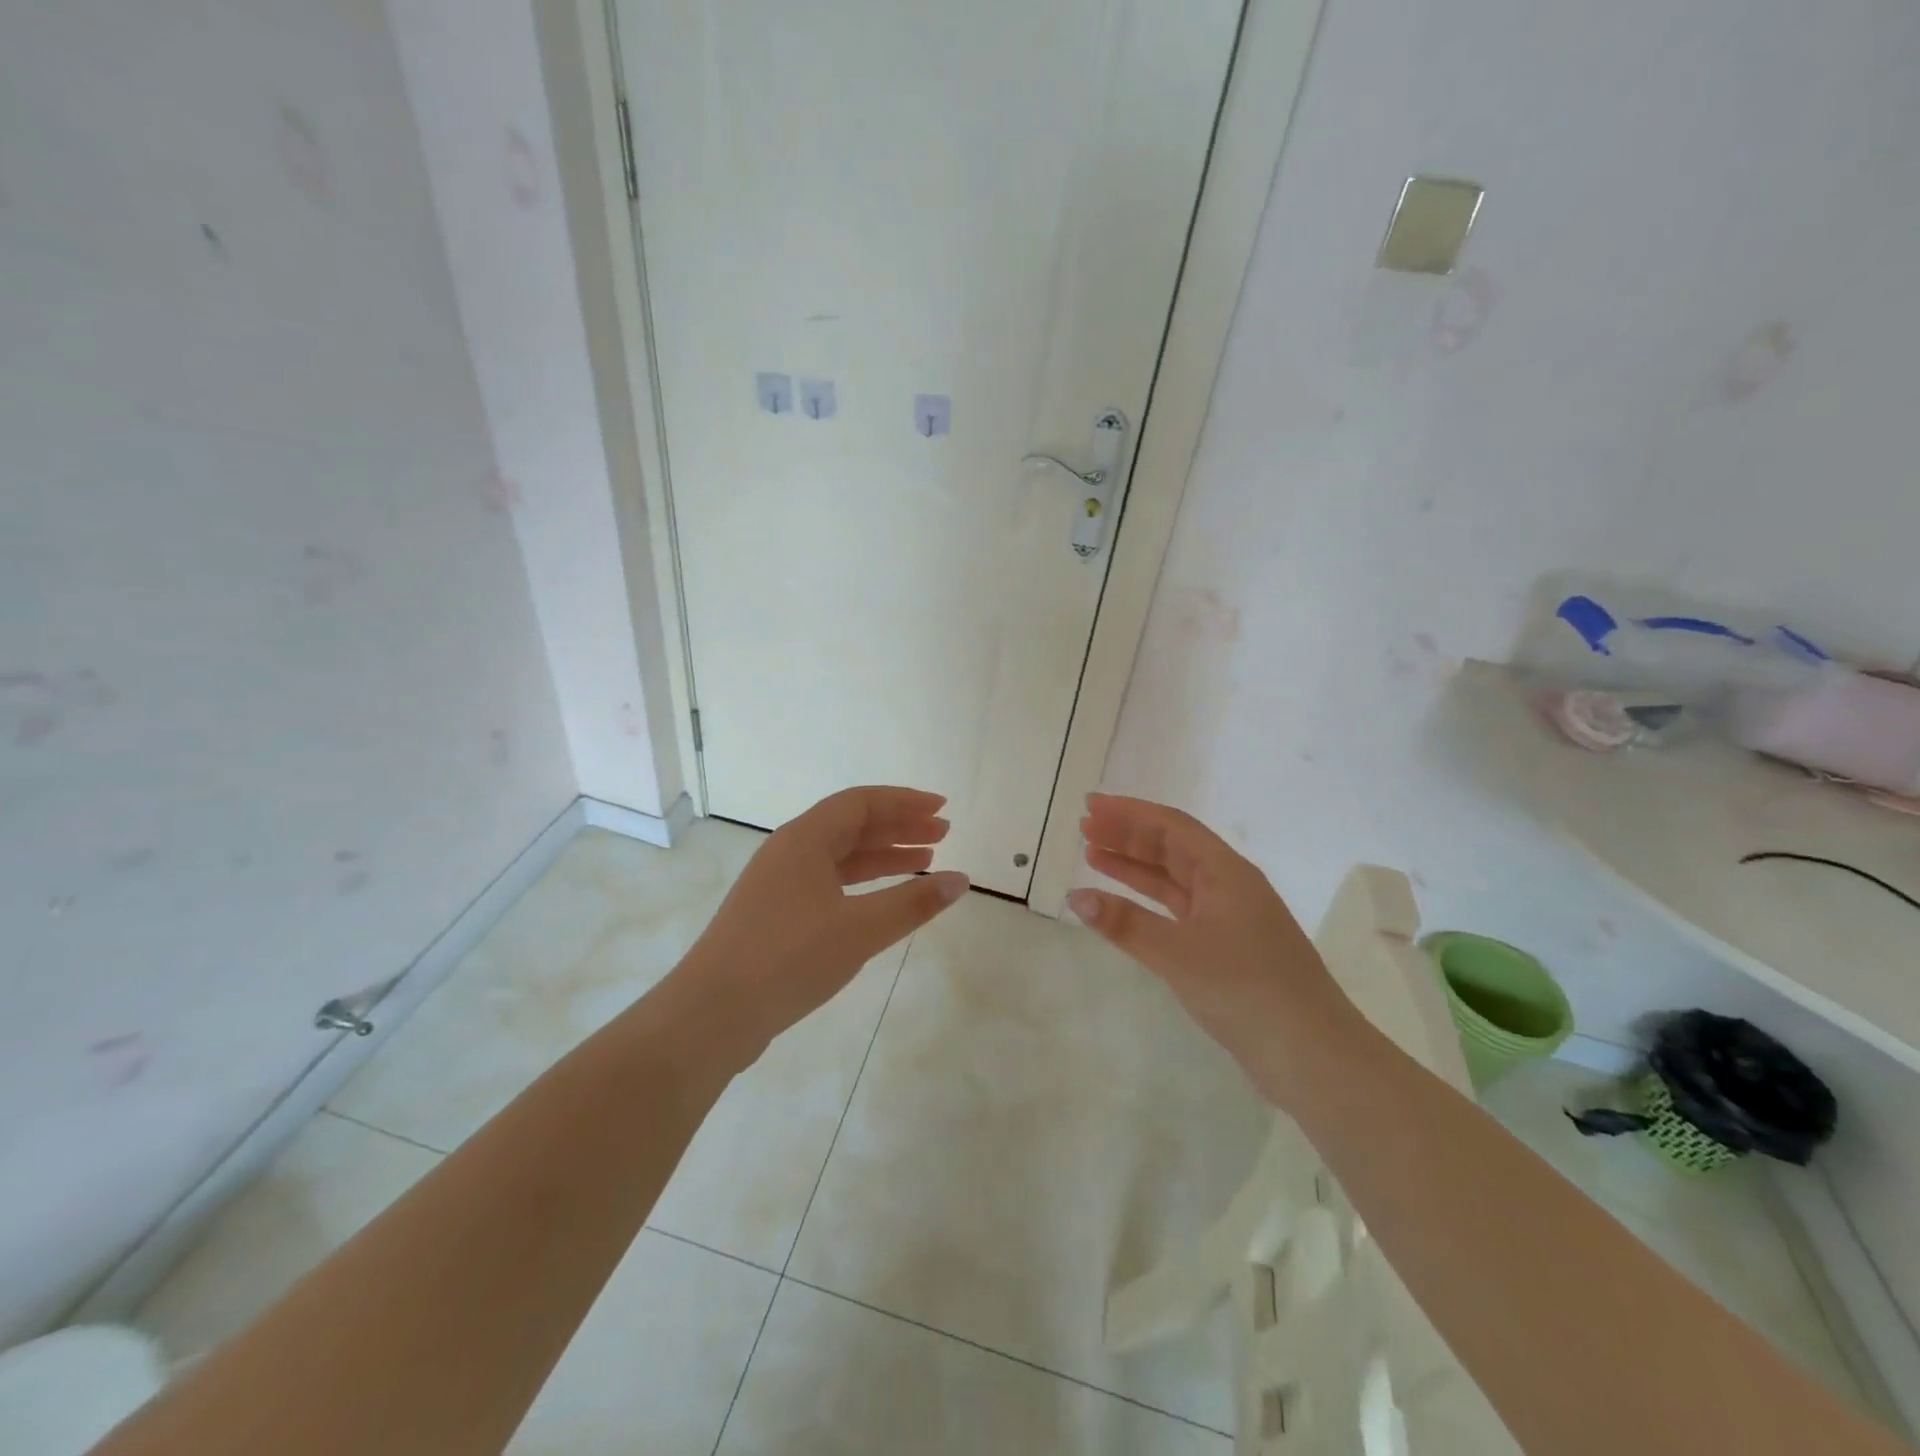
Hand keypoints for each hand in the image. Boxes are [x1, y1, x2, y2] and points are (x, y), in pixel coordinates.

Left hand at [681, 787, 968, 1061]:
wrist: (712, 1013)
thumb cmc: (790, 958)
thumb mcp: (861, 929)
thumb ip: (913, 903)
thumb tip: (960, 880)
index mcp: (805, 839)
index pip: (861, 802)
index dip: (905, 802)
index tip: (942, 808)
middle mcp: (789, 851)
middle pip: (851, 825)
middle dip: (898, 827)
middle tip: (942, 833)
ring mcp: (778, 883)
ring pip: (839, 855)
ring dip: (882, 855)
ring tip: (924, 862)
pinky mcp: (773, 913)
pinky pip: (827, 882)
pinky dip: (860, 883)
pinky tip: (882, 900)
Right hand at [1069, 794, 1355, 1102]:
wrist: (1312, 1055)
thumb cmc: (1246, 990)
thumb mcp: (1178, 953)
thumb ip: (1125, 923)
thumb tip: (1076, 897)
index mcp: (1227, 872)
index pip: (1171, 827)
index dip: (1129, 813)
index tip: (1090, 807)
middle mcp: (1230, 886)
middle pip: (1172, 848)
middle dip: (1128, 836)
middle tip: (1084, 828)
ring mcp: (1230, 919)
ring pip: (1174, 880)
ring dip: (1135, 867)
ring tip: (1093, 856)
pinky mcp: (1228, 949)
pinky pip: (1179, 911)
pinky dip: (1148, 904)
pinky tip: (1123, 907)